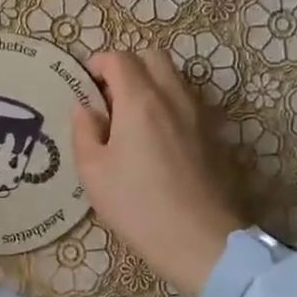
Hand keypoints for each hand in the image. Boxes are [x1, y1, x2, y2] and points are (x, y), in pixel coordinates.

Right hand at [73, 50, 242, 296]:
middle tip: (109, 97)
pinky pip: (186, 100)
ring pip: (173, 77)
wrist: (200, 240)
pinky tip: (155, 138)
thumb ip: (84, 131)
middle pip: (152, 57)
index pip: (119, 58)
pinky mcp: (212, 134)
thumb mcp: (92, 172)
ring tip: (131, 118)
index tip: (85, 85)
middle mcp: (172, 97)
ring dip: (149, 83)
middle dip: (127, 66)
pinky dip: (167, 103)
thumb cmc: (137, 205)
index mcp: (140, 101)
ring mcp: (198, 114)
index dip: (98, 64)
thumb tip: (86, 108)